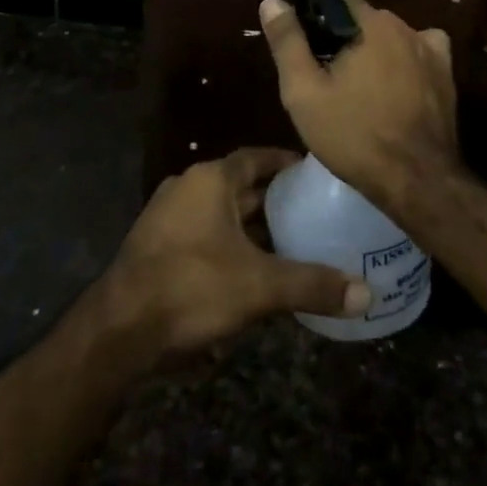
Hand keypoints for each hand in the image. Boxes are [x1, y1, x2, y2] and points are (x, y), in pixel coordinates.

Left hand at [101, 148, 371, 357]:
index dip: (285, 163)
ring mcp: (168, 215)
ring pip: (221, 210)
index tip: (314, 173)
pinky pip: (204, 231)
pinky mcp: (158, 244)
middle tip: (313, 209)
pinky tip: (252, 267)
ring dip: (251, 223)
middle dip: (273, 197)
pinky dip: (230, 241)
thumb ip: (312, 285)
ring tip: (291, 238)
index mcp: (210, 179)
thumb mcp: (259, 286)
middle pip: (239, 184)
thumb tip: (366, 294)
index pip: (256, 157)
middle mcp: (188, 186)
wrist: (120, 327)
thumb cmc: (192, 287)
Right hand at [258, 0, 461, 212]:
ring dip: (375, 51)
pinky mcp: (447, 77)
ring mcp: (431, 51)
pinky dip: (406, 62)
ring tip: (358, 88)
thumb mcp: (304, 92)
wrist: (418, 181)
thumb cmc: (354, 135)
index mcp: (371, 24)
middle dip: (344, 37)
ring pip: (392, 37)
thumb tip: (272, 1)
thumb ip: (288, 42)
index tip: (304, 41)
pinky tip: (397, 86)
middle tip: (325, 73)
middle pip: (364, 18)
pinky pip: (420, 54)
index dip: (316, 13)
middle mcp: (405, 27)